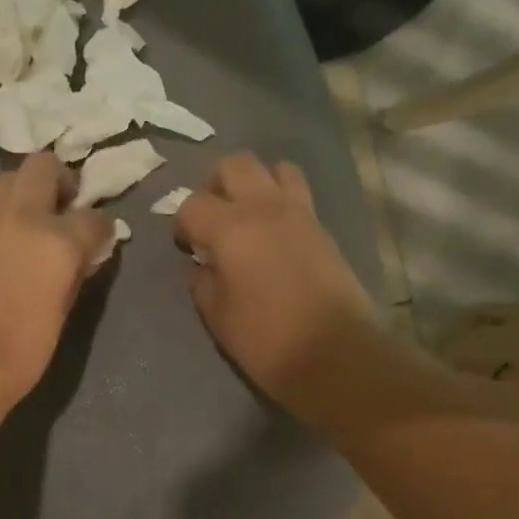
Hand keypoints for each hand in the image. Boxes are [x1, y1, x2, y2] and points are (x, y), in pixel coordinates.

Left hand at [0, 153, 115, 416]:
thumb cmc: (21, 351)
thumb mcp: (62, 311)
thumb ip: (74, 272)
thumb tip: (81, 255)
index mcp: (56, 239)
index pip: (92, 216)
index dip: (101, 227)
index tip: (99, 240)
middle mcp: (21, 217)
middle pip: (43, 167)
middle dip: (59, 181)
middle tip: (64, 211)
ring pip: (9, 181)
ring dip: (27, 195)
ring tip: (34, 228)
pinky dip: (3, 220)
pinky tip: (6, 249)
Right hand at [174, 152, 380, 428]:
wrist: (336, 354)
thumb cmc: (266, 339)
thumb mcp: (217, 314)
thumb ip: (203, 280)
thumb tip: (204, 264)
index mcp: (231, 228)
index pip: (193, 203)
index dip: (182, 224)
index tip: (186, 248)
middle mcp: (265, 207)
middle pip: (235, 164)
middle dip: (215, 185)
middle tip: (212, 218)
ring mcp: (300, 213)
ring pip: (275, 168)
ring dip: (255, 183)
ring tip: (247, 216)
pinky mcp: (323, 228)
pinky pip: (298, 194)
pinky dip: (280, 202)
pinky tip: (273, 235)